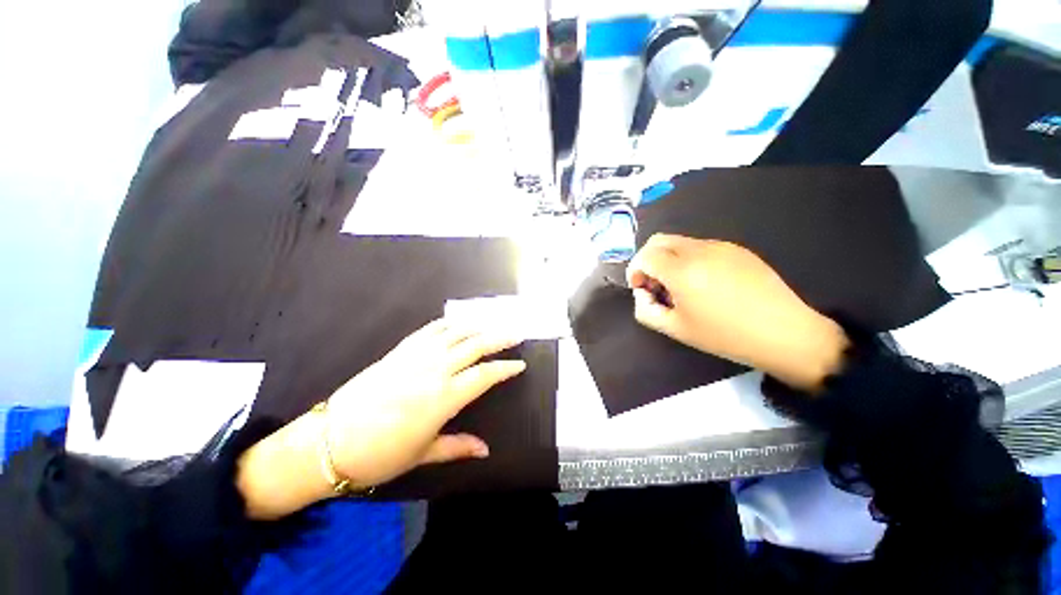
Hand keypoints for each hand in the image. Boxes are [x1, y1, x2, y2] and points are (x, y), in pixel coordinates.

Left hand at [237, 318, 524, 519]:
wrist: (328, 441)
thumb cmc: (379, 455)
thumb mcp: (423, 454)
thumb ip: (458, 447)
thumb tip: (486, 451)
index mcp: (444, 397)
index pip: (485, 375)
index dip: (506, 368)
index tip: (520, 365)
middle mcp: (435, 370)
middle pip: (476, 345)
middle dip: (500, 338)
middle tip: (517, 334)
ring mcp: (417, 356)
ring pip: (456, 332)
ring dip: (478, 326)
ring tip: (493, 325)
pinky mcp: (400, 350)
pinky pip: (430, 330)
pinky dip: (449, 324)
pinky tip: (459, 323)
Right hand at [626, 234, 847, 391]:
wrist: (784, 333)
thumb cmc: (725, 335)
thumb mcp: (675, 329)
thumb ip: (646, 310)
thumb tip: (642, 293)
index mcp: (682, 271)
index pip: (645, 255)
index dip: (635, 270)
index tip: (640, 287)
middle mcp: (699, 250)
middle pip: (658, 241)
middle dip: (648, 260)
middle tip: (655, 284)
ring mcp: (720, 246)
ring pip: (680, 242)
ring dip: (669, 259)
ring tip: (681, 286)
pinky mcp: (737, 249)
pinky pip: (701, 247)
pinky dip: (689, 259)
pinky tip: (704, 283)